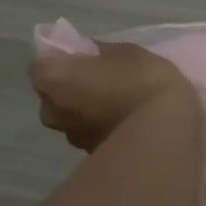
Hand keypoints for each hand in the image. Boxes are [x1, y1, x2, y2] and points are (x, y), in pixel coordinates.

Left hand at [30, 41, 195, 151]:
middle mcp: (51, 110)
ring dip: (84, 107)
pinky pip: (87, 131)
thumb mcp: (126, 52)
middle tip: (99, 77)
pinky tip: (122, 120)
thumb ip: (100, 51)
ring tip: (115, 102)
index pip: (41, 63)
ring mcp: (69, 136)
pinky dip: (98, 125)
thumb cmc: (142, 82)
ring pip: (69, 114)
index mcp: (53, 79)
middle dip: (69, 84)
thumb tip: (89, 54)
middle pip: (52, 92)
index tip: (82, 55)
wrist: (164, 133)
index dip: (60, 57)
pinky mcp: (89, 154)